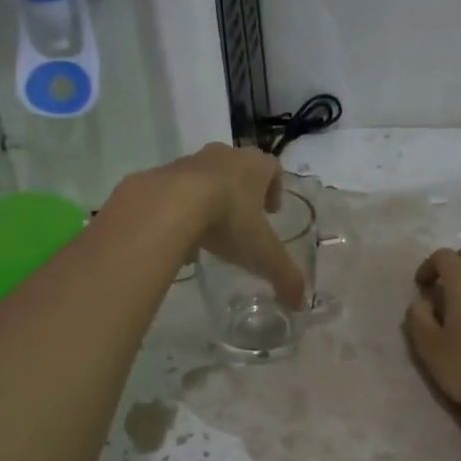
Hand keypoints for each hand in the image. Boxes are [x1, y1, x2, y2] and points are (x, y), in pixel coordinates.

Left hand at [153, 143, 307, 309]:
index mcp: (254, 166)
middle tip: (243, 221)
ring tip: (209, 234)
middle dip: (242, 193)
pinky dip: (180, 211)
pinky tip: (180, 238)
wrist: (168, 205)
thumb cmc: (228, 220)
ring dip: (209, 201)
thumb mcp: (264, 255)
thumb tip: (300, 304)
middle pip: (237, 169)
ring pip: (205, 179)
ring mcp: (189, 162)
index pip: (272, 168)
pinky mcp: (159, 175)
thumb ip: (285, 278)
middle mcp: (223, 156)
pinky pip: (175, 192)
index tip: (272, 211)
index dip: (275, 188)